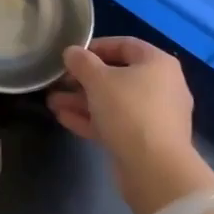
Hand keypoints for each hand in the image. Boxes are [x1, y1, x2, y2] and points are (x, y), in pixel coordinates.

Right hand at [48, 36, 196, 173]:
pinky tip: (64, 118)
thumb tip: (72, 52)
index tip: (71, 55)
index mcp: (157, 63)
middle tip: (58, 82)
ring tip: (52, 102)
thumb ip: (82, 62)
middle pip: (118, 76)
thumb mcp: (98, 80)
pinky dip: (92, 119)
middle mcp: (162, 86)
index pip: (125, 45)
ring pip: (114, 102)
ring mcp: (155, 116)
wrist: (155, 169)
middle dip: (84, 79)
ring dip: (83, 101)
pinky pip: (117, 123)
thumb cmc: (129, 111)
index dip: (95, 47)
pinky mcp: (146, 142)